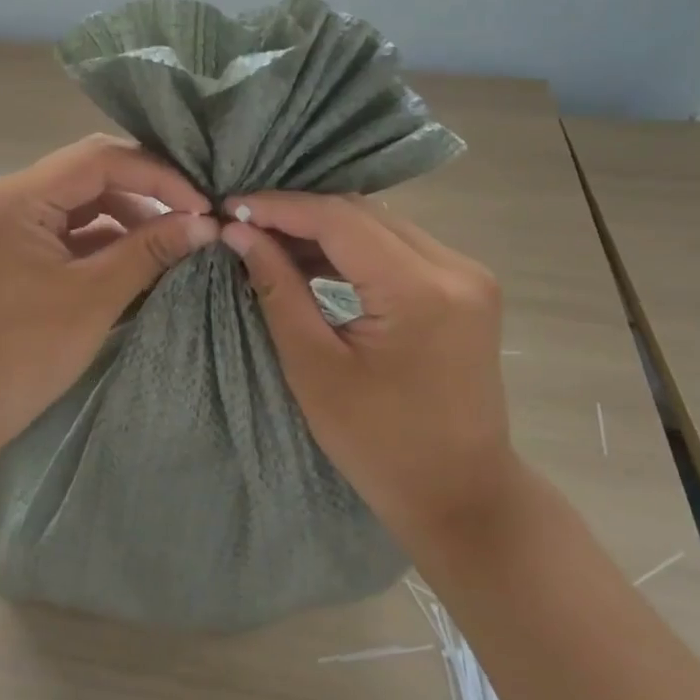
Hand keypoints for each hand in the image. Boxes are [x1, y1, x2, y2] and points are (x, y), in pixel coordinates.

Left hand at [0, 134, 218, 469]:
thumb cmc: (21, 352)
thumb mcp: (94, 297)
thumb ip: (150, 250)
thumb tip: (207, 224)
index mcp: (20, 196)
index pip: (101, 158)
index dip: (159, 174)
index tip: (203, 206)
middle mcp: (13, 198)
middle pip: (93, 173)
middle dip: (148, 191)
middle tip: (196, 216)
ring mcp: (13, 226)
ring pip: (85, 203)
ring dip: (132, 218)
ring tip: (176, 242)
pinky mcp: (19, 255)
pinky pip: (73, 232)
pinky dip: (109, 242)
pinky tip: (144, 260)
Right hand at [221, 194, 519, 543]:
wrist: (459, 493)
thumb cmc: (378, 444)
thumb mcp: (314, 367)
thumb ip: (278, 289)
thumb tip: (239, 232)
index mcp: (420, 290)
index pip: (339, 219)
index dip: (281, 207)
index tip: (231, 206)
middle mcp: (455, 268)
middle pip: (363, 214)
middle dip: (300, 214)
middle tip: (245, 224)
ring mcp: (468, 275)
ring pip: (381, 225)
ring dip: (326, 229)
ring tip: (270, 241)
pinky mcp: (467, 288)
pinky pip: (399, 247)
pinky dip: (354, 249)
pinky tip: (314, 261)